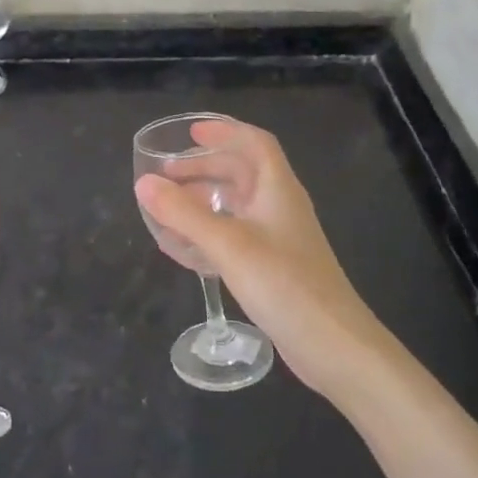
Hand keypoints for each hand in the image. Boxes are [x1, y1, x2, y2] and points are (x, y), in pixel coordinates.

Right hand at [135, 120, 385, 404]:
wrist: (333, 345)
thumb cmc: (284, 284)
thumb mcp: (228, 244)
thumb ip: (183, 213)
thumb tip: (144, 183)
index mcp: (278, 189)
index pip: (255, 143)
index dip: (225, 132)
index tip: (190, 134)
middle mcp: (280, 207)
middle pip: (242, 173)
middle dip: (204, 168)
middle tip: (167, 175)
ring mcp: (279, 239)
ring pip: (238, 206)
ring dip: (205, 200)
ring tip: (170, 208)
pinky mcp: (275, 268)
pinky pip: (237, 236)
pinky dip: (210, 232)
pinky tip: (188, 249)